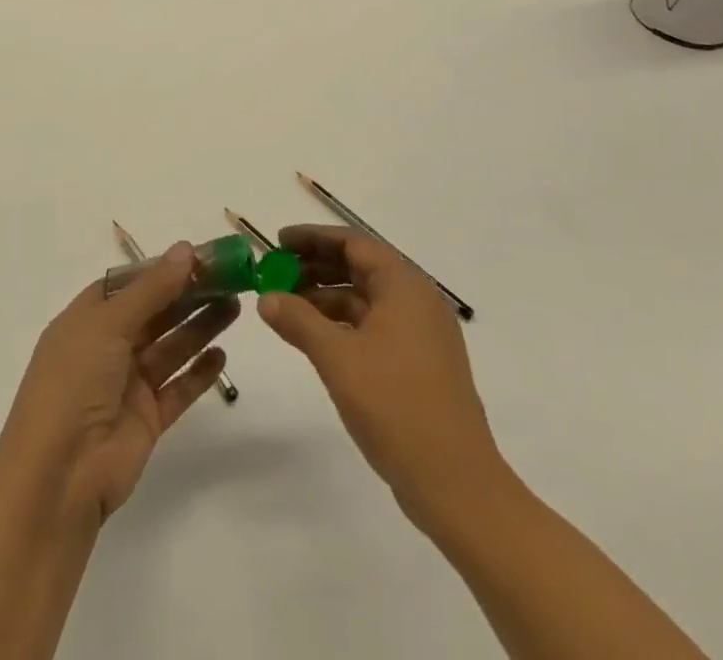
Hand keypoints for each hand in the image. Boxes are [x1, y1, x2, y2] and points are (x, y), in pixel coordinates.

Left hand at [0, 242, 237, 524]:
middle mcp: (106, 349)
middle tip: (229, 278)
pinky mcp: (147, 420)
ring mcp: (127, 385)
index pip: (127, 285)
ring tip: (235, 305)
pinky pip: (178, 389)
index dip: (160, 269)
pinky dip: (199, 373)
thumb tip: (186, 249)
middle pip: (153, 313)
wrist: (59, 476)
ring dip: (199, 326)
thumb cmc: (74, 383)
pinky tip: (222, 354)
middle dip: (188, 294)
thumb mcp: (108, 324)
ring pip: (170, 347)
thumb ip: (152, 288)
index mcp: (86, 320)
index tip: (199, 256)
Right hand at [259, 224, 512, 532]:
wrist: (456, 483)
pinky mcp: (421, 363)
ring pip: (366, 298)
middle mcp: (417, 300)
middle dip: (316, 267)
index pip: (353, 243)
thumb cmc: (395, 406)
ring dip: (326, 297)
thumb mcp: (337, 358)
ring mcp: (422, 333)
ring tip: (286, 306)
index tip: (278, 242)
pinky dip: (344, 323)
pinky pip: (375, 325)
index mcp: (404, 285)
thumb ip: (298, 320)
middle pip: (360, 267)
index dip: (313, 238)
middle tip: (276, 274)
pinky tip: (315, 338)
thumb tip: (266, 297)